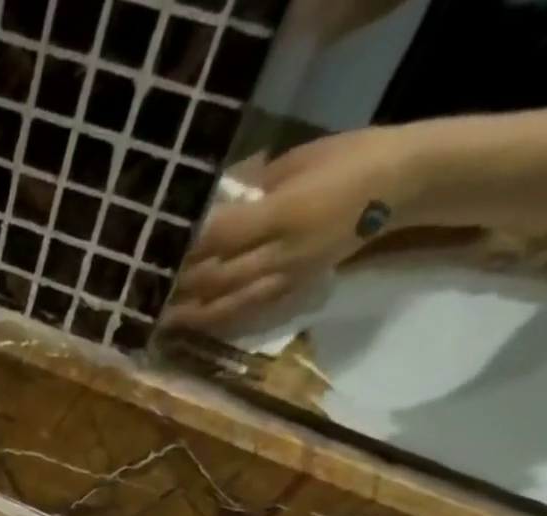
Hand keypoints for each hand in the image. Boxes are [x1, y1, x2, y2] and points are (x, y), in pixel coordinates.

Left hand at [164, 127, 417, 332]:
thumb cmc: (351, 158)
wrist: (404, 184)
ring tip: (157, 319)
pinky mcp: (292, 291)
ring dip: (188, 315)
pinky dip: (216, 322)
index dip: (184, 249)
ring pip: (225, 305)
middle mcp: (280, 252)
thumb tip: (210, 200)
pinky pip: (246, 313)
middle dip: (176, 288)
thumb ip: (252, 183)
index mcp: (282, 212)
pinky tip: (192, 326)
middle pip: (214, 278)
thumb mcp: (299, 159)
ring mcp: (285, 277)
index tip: (152, 253)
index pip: (220, 236)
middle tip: (142, 293)